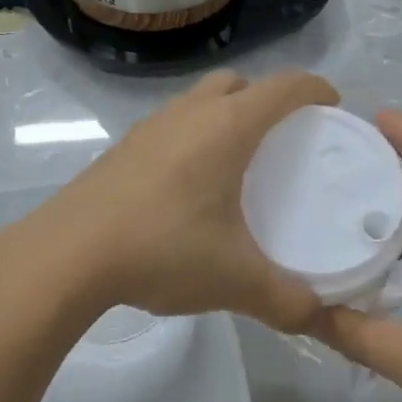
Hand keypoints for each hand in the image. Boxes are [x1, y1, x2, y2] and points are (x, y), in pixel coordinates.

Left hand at [0, 70, 338, 334]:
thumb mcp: (235, 280)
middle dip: (267, 99)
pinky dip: (193, 138)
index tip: (333, 106)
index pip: (284, 87)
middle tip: (284, 138)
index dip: (315, 88)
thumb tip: (318, 317)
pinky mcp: (123, 148)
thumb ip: (286, 301)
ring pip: (199, 101)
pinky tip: (190, 186)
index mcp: (226, 127)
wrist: (67, 254)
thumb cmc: (162, 249)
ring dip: (225, 115)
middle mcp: (189, 114)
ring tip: (238, 162)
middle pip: (238, 83)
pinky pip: (171, 126)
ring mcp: (150, 127)